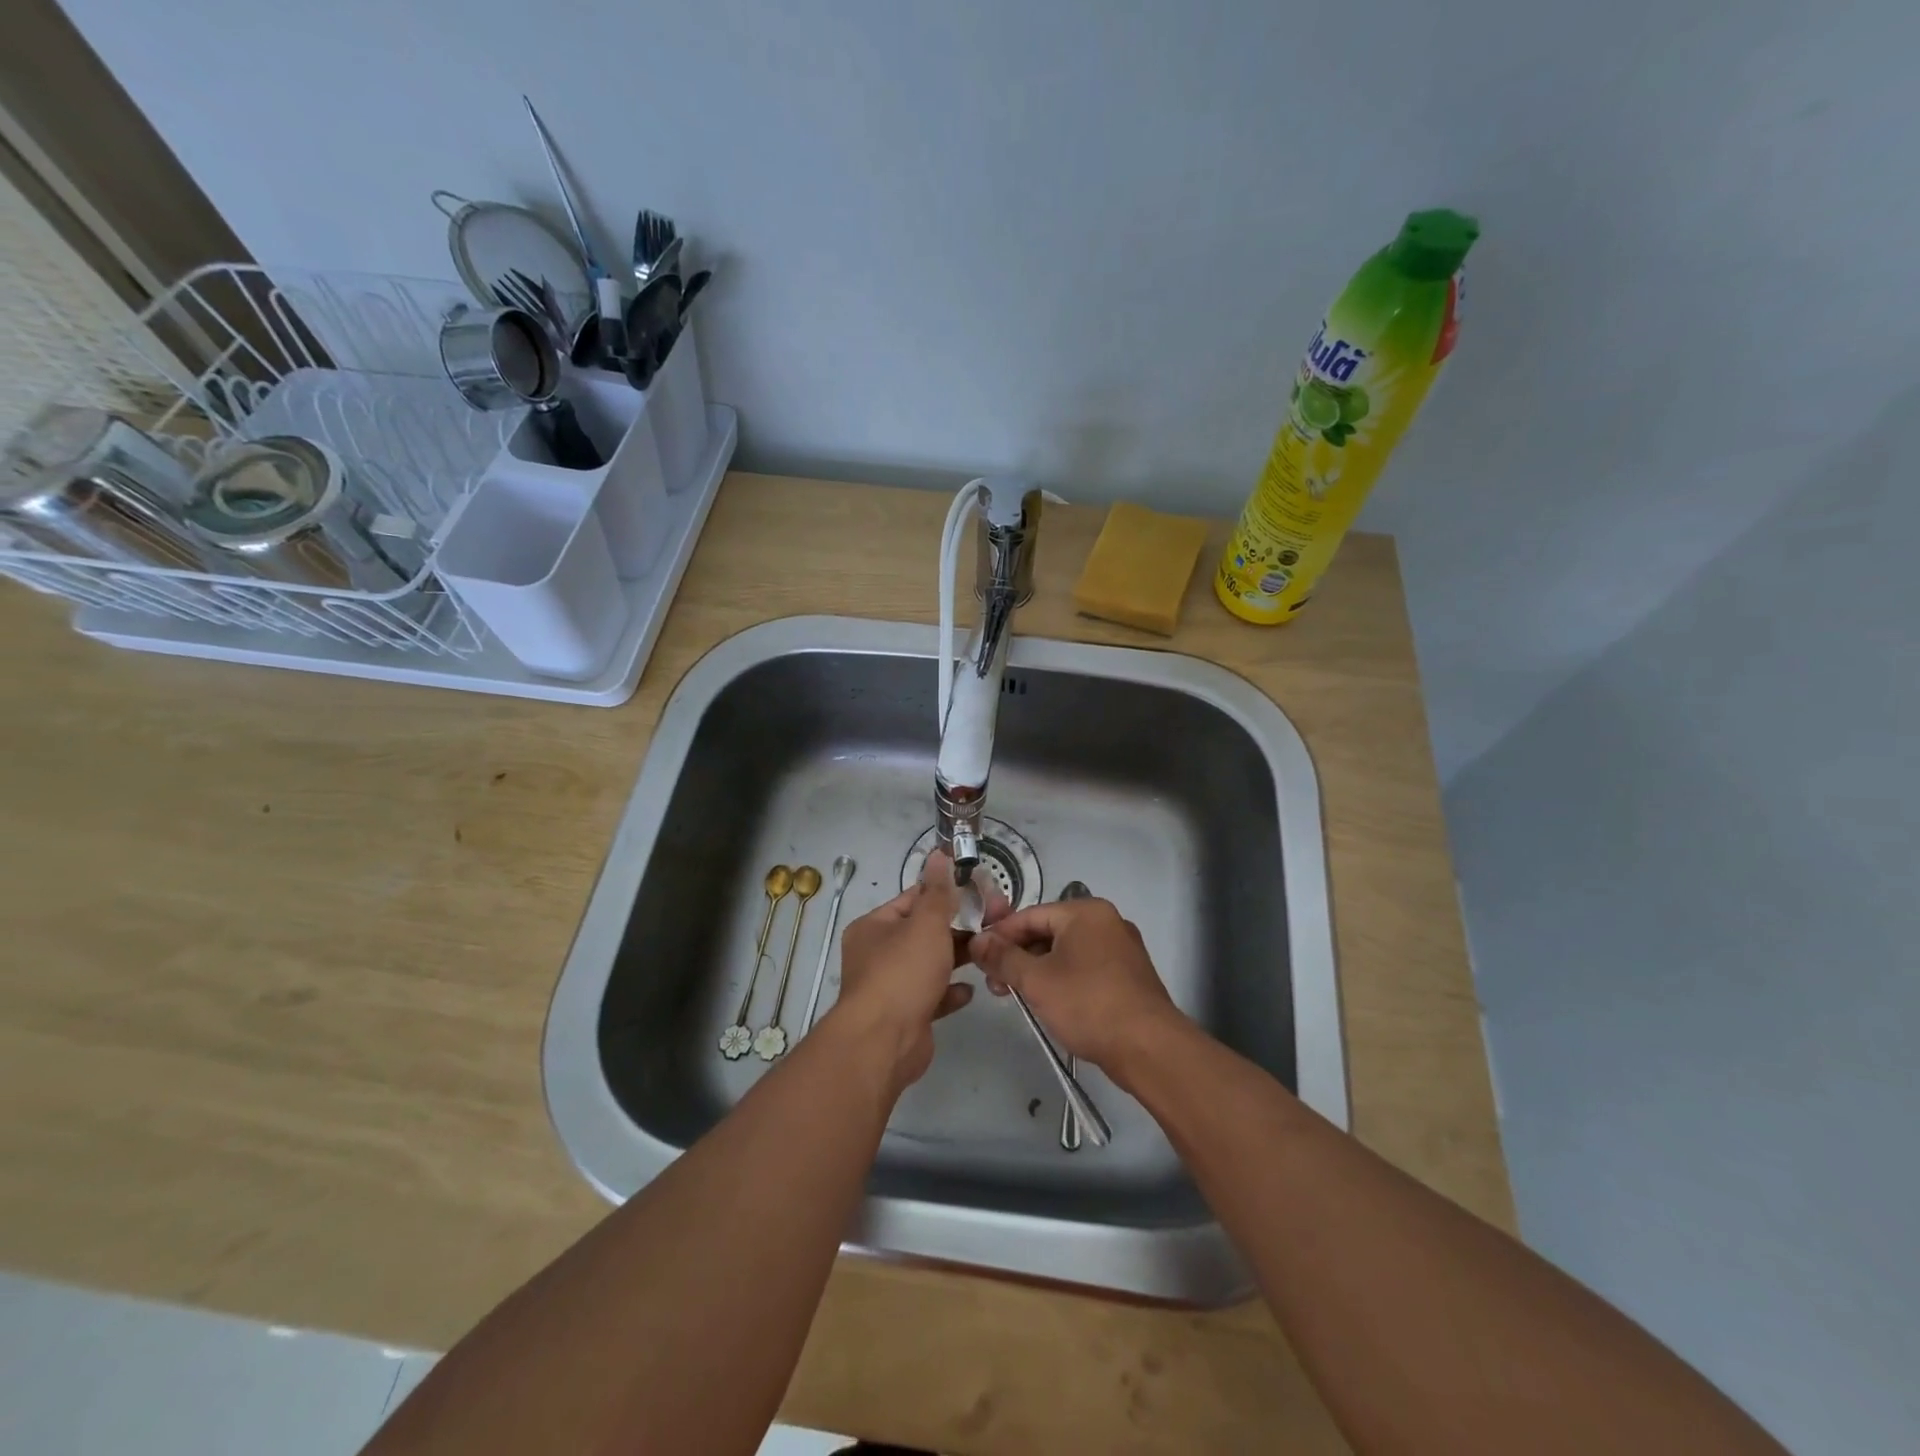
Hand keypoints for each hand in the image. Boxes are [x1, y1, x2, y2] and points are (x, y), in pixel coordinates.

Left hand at [831, 851, 995, 1087]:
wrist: (884, 1042)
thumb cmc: (903, 972)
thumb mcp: (926, 923)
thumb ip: (938, 891)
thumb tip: (939, 853)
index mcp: (875, 926)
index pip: (913, 899)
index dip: (946, 893)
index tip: (980, 893)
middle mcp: (878, 954)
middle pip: (924, 932)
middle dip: (958, 928)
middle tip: (994, 923)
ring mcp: (891, 986)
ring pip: (929, 964)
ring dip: (957, 959)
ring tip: (989, 952)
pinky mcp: (906, 1015)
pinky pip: (932, 997)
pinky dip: (950, 992)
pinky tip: (971, 990)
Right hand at [967, 897, 1182, 1076]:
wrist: (1149, 1047)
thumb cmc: (1088, 1004)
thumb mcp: (1036, 980)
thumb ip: (1003, 957)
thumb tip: (978, 941)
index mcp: (1085, 912)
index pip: (1030, 915)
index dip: (1000, 935)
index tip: (978, 957)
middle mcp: (1106, 922)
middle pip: (1049, 932)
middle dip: (1018, 956)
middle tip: (995, 983)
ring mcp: (1121, 949)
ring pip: (1066, 952)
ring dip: (1038, 971)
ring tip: (1016, 997)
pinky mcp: (1128, 976)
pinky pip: (1085, 968)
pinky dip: (1062, 980)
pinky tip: (1048, 1003)